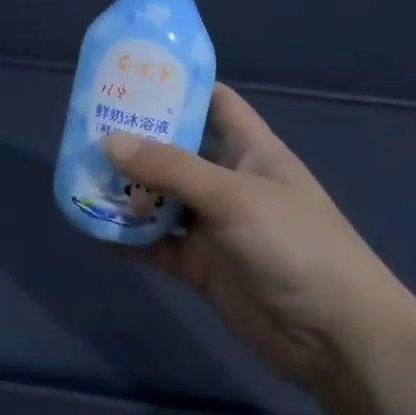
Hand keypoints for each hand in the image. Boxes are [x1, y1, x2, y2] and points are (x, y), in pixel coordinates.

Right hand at [104, 85, 415, 392]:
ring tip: (79, 174)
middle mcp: (228, 181)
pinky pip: (156, 244)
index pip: (214, 102)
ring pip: (161, 198)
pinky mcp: (202, 265)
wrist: (336, 337)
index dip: (178, 87)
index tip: (131, 77)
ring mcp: (214, 225)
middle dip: (137, 140)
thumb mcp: (233, 195)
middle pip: (177, 150)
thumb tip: (109, 141)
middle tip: (87, 128)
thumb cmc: (295, 244)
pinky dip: (128, 237)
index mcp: (249, 149)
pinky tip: (92, 228)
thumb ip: (171, 168)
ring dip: (126, 190)